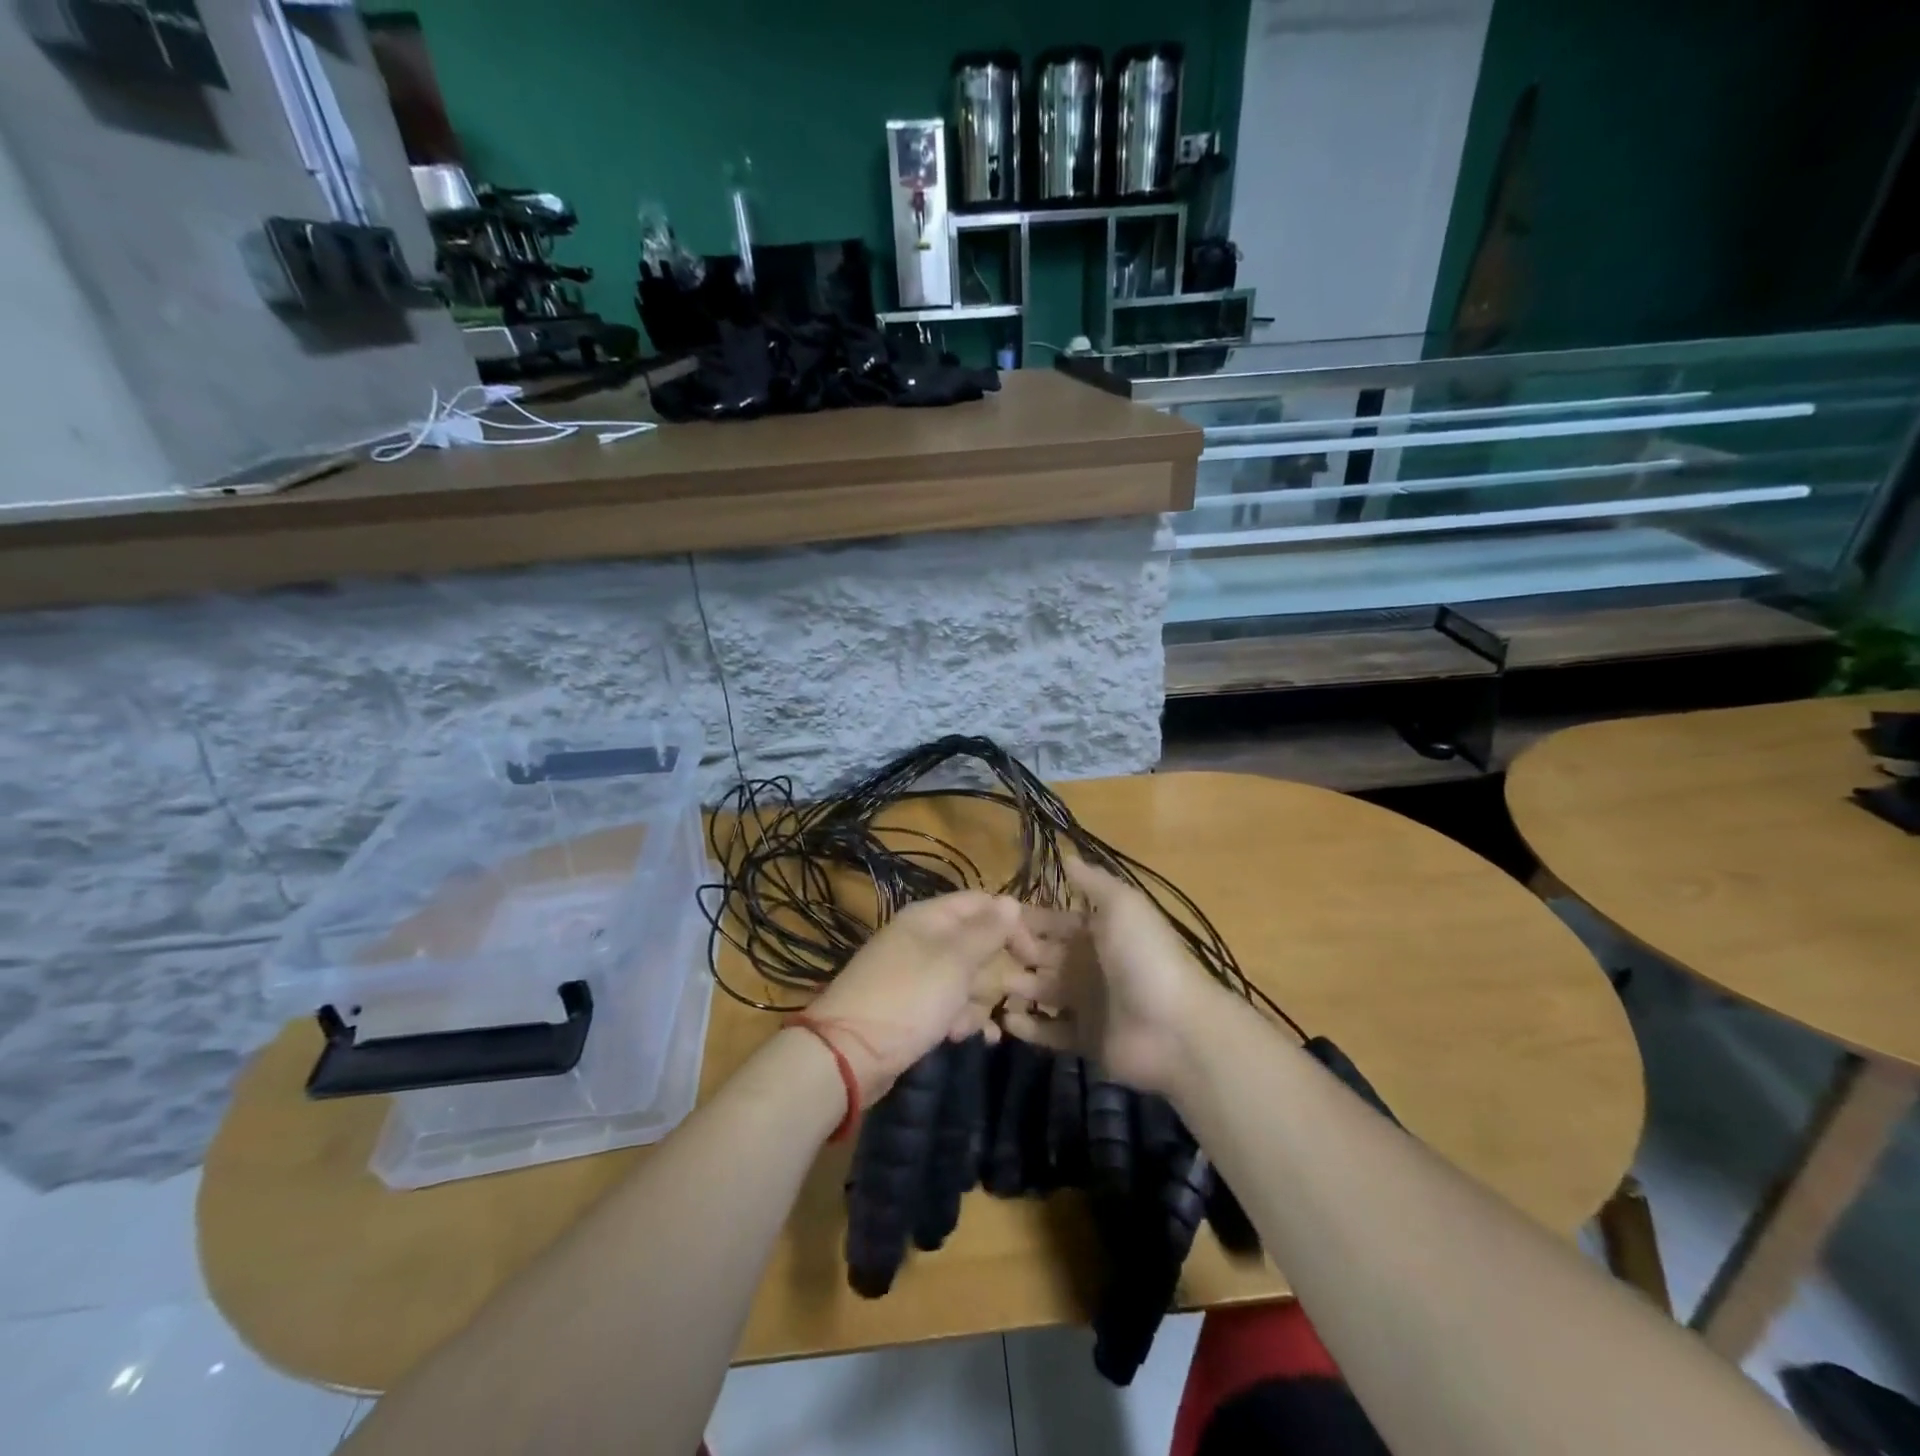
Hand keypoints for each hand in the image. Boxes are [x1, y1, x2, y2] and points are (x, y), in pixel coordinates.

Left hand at [804, 891, 1021, 1105]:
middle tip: (1007, 998)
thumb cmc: (908, 998)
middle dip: (995, 973)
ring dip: (976, 1002)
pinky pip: (949, 1004)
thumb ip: (986, 932)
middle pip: (976, 943)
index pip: (982, 903)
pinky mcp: (913, 1007)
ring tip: (965, 1024)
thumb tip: (1011, 901)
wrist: (850, 1053)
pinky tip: (965, 1037)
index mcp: (930, 918)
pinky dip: (960, 1019)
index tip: (1034, 957)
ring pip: (967, 978)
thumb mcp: (954, 961)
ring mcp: (917, 974)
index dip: (1012, 924)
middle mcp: (924, 939)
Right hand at [1001, 859, 1217, 1094]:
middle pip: (1039, 956)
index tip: (988, 918)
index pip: (1051, 921)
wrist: (1176, 1028)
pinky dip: (1029, 1026)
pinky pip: (1050, 1030)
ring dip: (1014, 988)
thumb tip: (1066, 854)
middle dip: (1011, 954)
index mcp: (1095, 932)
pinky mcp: (1084, 1039)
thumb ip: (1093, 882)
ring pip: (1040, 992)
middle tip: (976, 956)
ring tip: (982, 987)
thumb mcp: (1122, 906)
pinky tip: (1006, 1020)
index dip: (1024, 920)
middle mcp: (1087, 964)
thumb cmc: (1143, 957)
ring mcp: (1085, 1003)